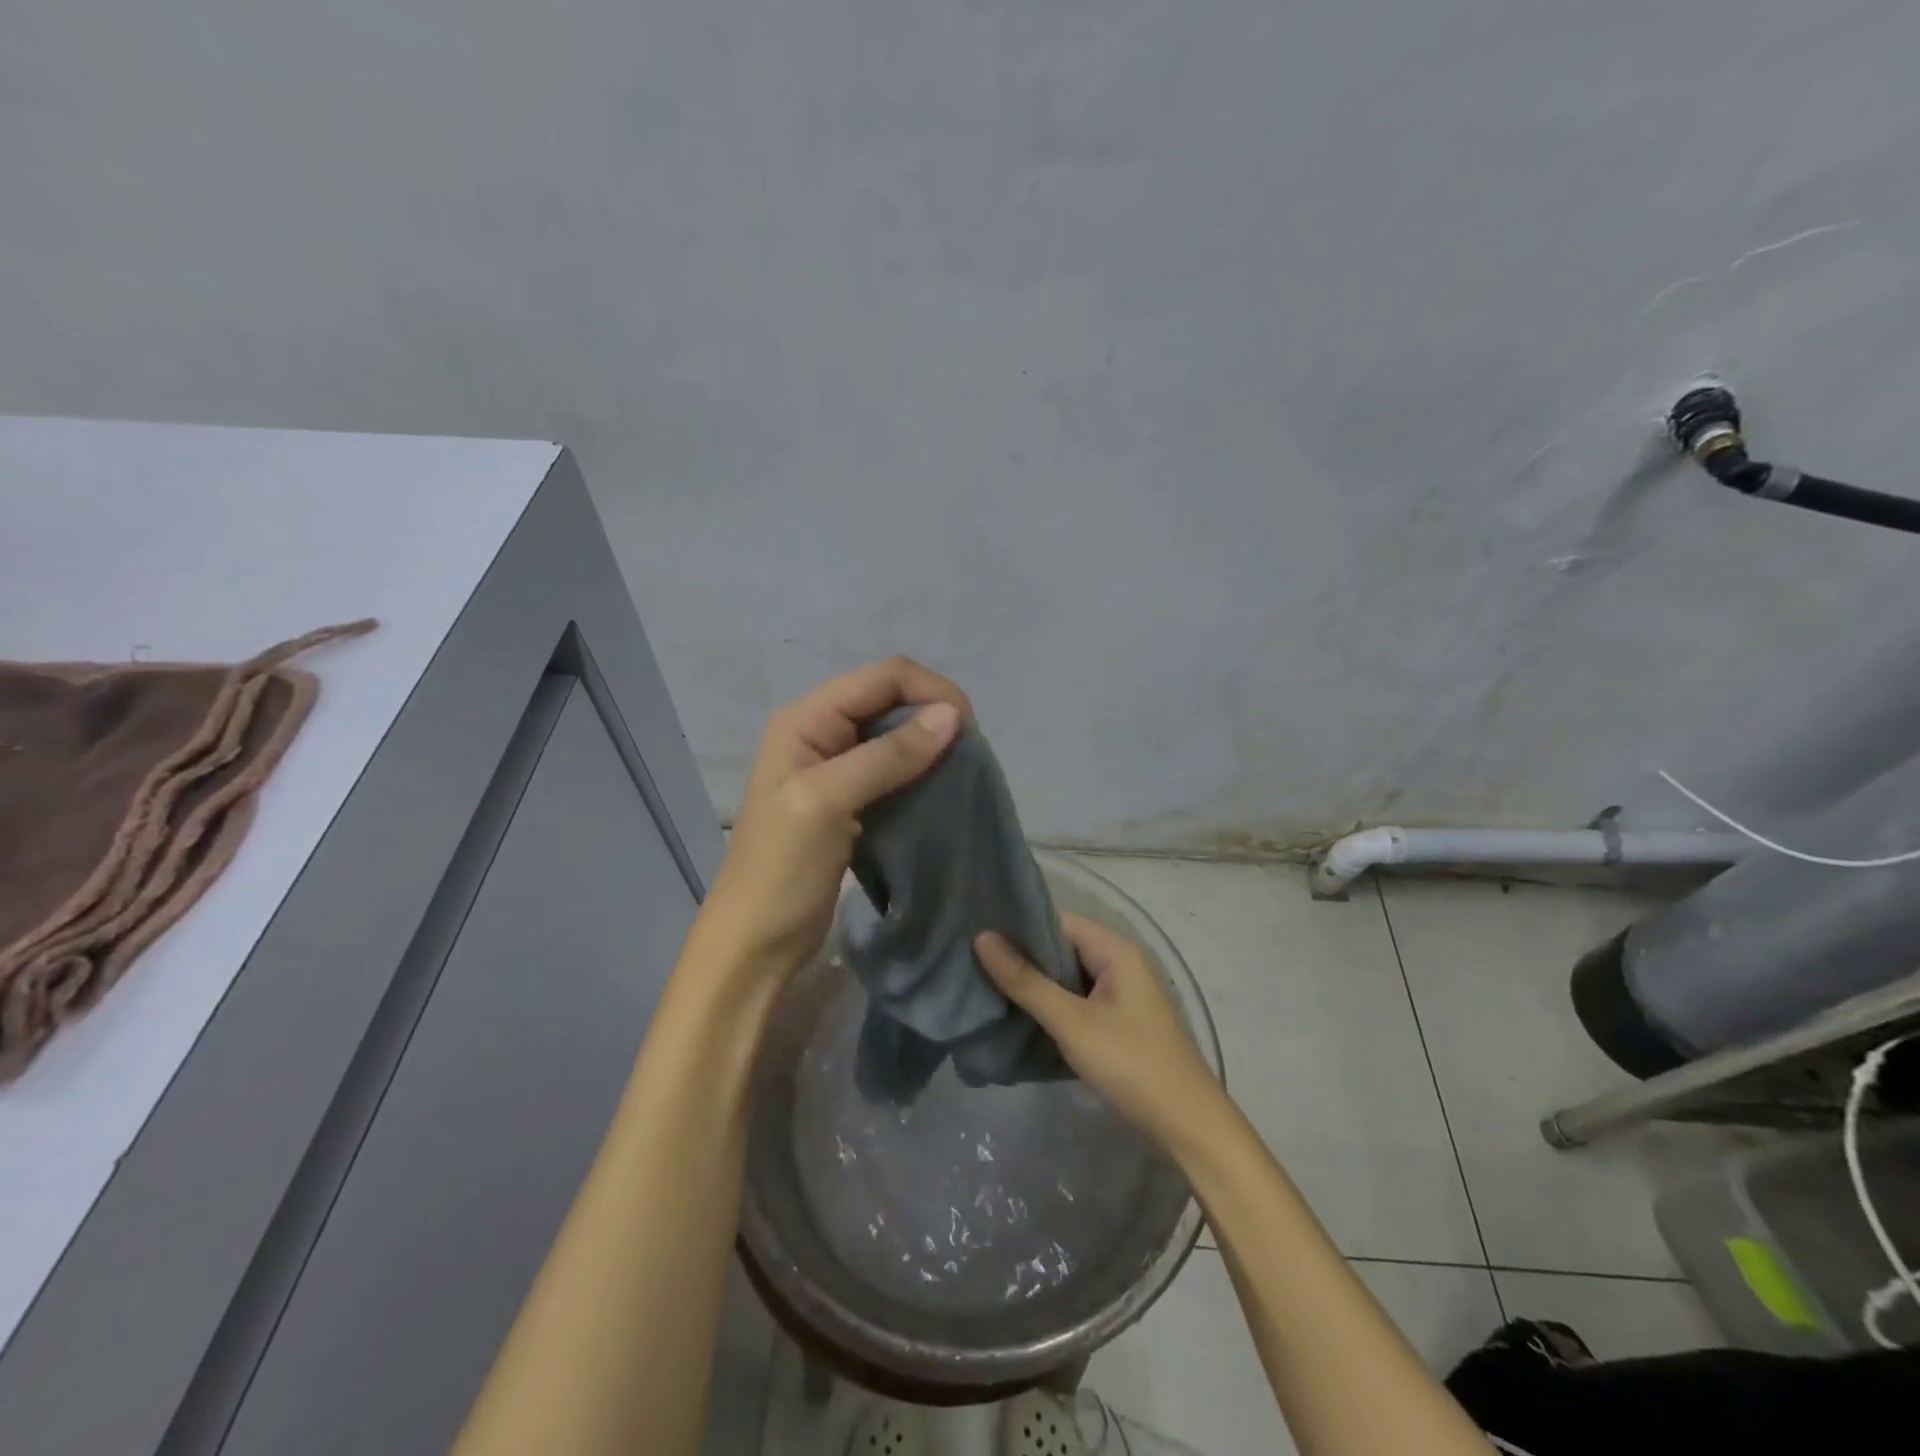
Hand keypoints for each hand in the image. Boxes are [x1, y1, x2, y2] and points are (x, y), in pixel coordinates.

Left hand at [698, 658, 967, 985]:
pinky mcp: (851, 798)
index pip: (882, 677)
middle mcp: (821, 731)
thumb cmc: (780, 871)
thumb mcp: (827, 804)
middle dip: (934, 715)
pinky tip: (941, 790)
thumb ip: (886, 756)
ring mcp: (836, 766)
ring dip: (931, 744)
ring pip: (896, 733)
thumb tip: (952, 715)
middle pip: (891, 699)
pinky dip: (921, 771)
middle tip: (970, 755)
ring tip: (963, 771)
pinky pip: (894, 768)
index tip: (969, 731)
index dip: (930, 691)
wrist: (756, 941)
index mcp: (806, 719)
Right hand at [975, 913, 1224, 1152]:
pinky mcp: (1115, 1022)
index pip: (1057, 920)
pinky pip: (1074, 1000)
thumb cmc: (1131, 1063)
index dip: (1018, 926)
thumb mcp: (1072, 1022)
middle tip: (971, 962)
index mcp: (1114, 949)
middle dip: (1021, 956)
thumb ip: (1026, 981)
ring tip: (984, 985)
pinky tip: (1016, 1015)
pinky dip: (1049, 1005)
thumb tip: (982, 937)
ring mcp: (1118, 994)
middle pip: (1060, 947)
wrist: (1188, 1125)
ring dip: (1033, 983)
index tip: (975, 933)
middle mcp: (1118, 963)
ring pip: (1065, 976)